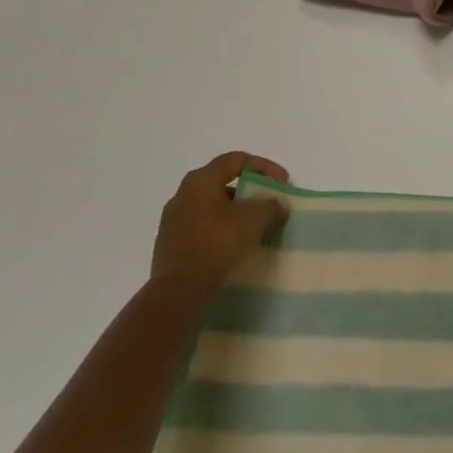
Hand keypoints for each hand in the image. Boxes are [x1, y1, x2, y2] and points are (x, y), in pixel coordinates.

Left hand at [150, 151, 289, 292]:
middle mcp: (183, 193)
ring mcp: (172, 219)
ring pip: (211, 205)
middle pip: (222, 181)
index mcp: (201, 180)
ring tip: (253, 226)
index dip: (264, 167)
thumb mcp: (253, 220)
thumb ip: (270, 206)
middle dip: (249, 190)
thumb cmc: (216, 244)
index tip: (283, 183)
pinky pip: (201, 225)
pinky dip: (220, 228)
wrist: (176, 292)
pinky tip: (233, 244)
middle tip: (267, 201)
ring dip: (234, 211)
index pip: (237, 160)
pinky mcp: (169, 243)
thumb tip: (278, 204)